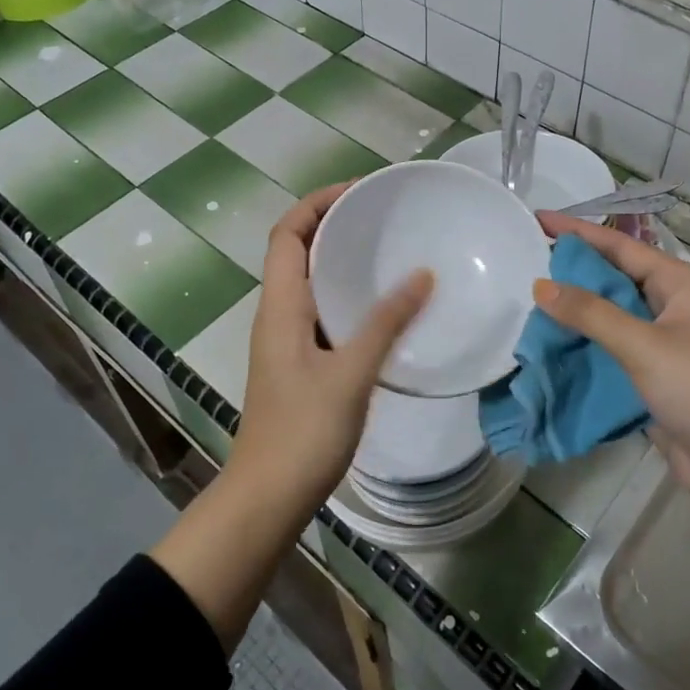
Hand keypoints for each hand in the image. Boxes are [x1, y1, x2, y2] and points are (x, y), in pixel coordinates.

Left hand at [234, 183, 432, 506]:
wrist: (268, 499)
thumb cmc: (303, 432)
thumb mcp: (350, 373)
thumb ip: (386, 322)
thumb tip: (422, 275)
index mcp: (280, 306)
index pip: (287, 233)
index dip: (317, 203)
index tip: (360, 191)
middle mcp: (278, 315)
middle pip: (299, 251)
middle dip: (335, 225)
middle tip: (385, 217)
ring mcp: (287, 342)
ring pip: (313, 284)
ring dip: (343, 261)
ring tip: (391, 251)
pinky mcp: (301, 366)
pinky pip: (324, 314)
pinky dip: (350, 297)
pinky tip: (385, 309)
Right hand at [533, 213, 689, 514]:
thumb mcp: (642, 344)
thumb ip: (590, 313)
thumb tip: (541, 286)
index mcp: (682, 284)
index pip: (622, 247)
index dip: (579, 232)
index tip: (538, 219)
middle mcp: (674, 306)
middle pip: (616, 277)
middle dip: (575, 270)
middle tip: (528, 259)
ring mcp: (666, 341)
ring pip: (613, 314)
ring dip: (577, 309)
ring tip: (531, 297)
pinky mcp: (655, 374)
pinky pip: (613, 346)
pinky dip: (586, 342)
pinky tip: (553, 341)